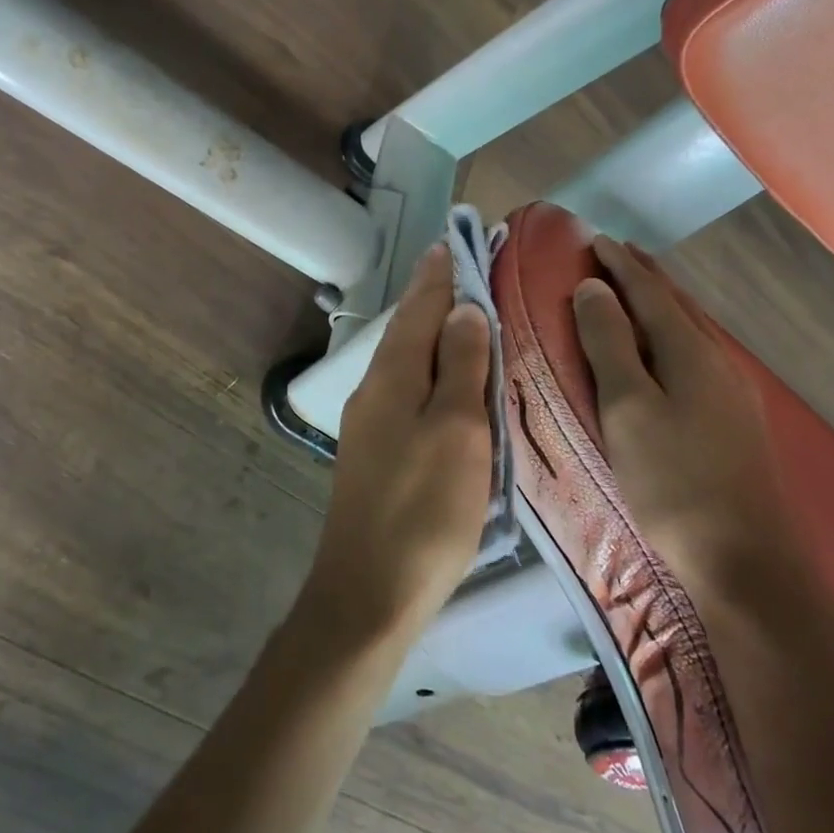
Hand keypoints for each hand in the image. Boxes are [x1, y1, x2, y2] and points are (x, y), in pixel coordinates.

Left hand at [299, 244, 492, 646]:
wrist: (369, 591)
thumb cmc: (424, 509)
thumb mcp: (457, 431)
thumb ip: (461, 365)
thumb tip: (464, 309)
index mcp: (393, 375)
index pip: (420, 307)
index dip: (439, 273)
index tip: (454, 240)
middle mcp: (374, 388)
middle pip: (408, 328)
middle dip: (434, 295)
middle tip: (463, 265)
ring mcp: (370, 421)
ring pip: (405, 359)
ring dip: (431, 330)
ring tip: (461, 310)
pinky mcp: (376, 450)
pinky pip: (406, 388)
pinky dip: (429, 368)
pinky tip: (445, 376)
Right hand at [571, 236, 781, 578]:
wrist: (745, 560)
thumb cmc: (672, 480)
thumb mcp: (627, 408)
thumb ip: (609, 344)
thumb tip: (593, 288)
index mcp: (689, 351)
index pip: (650, 292)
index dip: (621, 265)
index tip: (595, 240)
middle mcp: (717, 360)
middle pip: (678, 304)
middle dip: (646, 274)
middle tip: (617, 251)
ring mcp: (733, 390)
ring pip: (693, 327)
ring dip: (664, 301)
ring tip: (641, 286)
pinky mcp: (736, 419)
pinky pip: (700, 352)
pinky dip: (677, 331)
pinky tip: (673, 346)